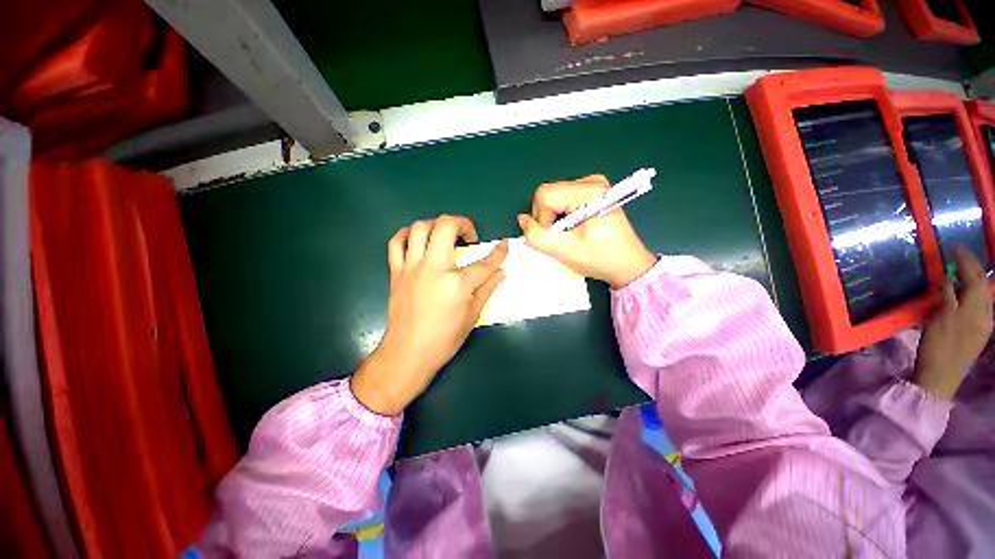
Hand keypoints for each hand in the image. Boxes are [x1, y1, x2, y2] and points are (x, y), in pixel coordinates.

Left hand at [351, 216, 507, 415]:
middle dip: (463, 223)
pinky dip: (408, 234)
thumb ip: (487, 288)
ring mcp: (411, 267)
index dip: (498, 253)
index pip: (484, 263)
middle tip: (469, 236)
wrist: (408, 353)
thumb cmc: (444, 339)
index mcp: (456, 284)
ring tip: (446, 236)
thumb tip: (502, 272)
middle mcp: (433, 268)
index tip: (505, 245)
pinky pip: (397, 242)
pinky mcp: (397, 272)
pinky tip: (419, 240)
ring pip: (420, 228)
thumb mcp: (472, 315)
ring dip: (437, 225)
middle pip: (446, 227)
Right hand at [517, 174, 656, 287]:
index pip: (544, 195)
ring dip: (553, 218)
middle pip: (548, 193)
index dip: (541, 218)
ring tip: (569, 234)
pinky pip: (562, 199)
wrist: (628, 265)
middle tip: (562, 237)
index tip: (556, 237)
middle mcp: (592, 181)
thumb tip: (522, 219)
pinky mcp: (592, 192)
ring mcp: (593, 185)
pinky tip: (573, 227)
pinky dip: (561, 215)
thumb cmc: (599, 259)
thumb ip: (536, 236)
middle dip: (547, 218)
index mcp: (589, 191)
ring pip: (553, 197)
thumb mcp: (563, 251)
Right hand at [915, 247, 992, 400]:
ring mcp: (983, 326)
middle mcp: (985, 315)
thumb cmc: (937, 349)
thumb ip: (947, 298)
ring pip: (985, 296)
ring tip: (964, 270)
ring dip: (975, 280)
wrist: (940, 379)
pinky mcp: (978, 333)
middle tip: (961, 255)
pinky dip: (974, 294)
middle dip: (974, 268)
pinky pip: (981, 307)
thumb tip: (948, 278)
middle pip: (984, 286)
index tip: (956, 247)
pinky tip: (966, 294)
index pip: (975, 278)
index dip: (967, 261)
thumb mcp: (939, 322)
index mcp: (976, 311)